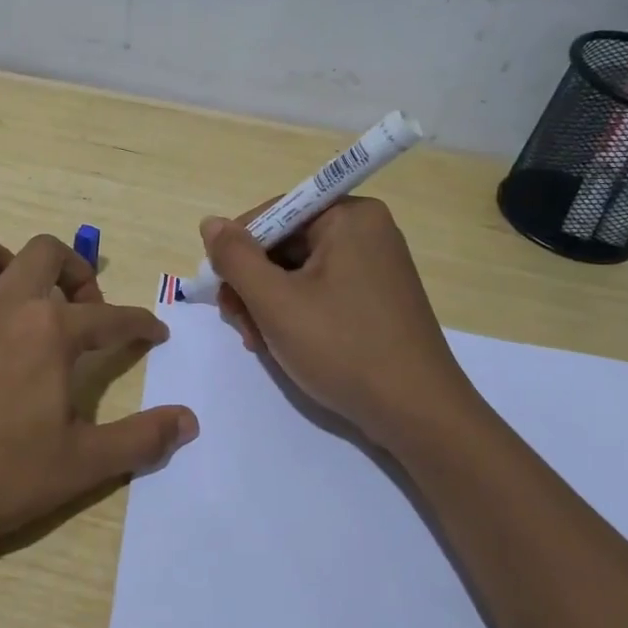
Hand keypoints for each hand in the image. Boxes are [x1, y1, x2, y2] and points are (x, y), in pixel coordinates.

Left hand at [0, 231, 197, 557]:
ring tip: (10, 288)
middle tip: (82, 306)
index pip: (110, 317)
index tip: (156, 332)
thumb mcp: (81, 465)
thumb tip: (190, 421)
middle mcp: (1, 307)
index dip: (140, 323)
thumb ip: (141, 439)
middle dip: (73, 268)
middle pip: (43, 254)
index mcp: (48, 332)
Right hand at [200, 198, 476, 447]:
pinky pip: (320, 290)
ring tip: (258, 342)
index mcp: (349, 217)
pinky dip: (295, 313)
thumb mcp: (275, 302)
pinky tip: (283, 344)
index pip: (273, 214)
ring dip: (268, 304)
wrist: (416, 413)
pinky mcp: (375, 298)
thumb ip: (236, 258)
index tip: (220, 291)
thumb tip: (210, 223)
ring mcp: (374, 266)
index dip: (237, 250)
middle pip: (284, 244)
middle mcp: (365, 231)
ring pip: (297, 272)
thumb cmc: (342, 348)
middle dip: (253, 284)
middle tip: (239, 325)